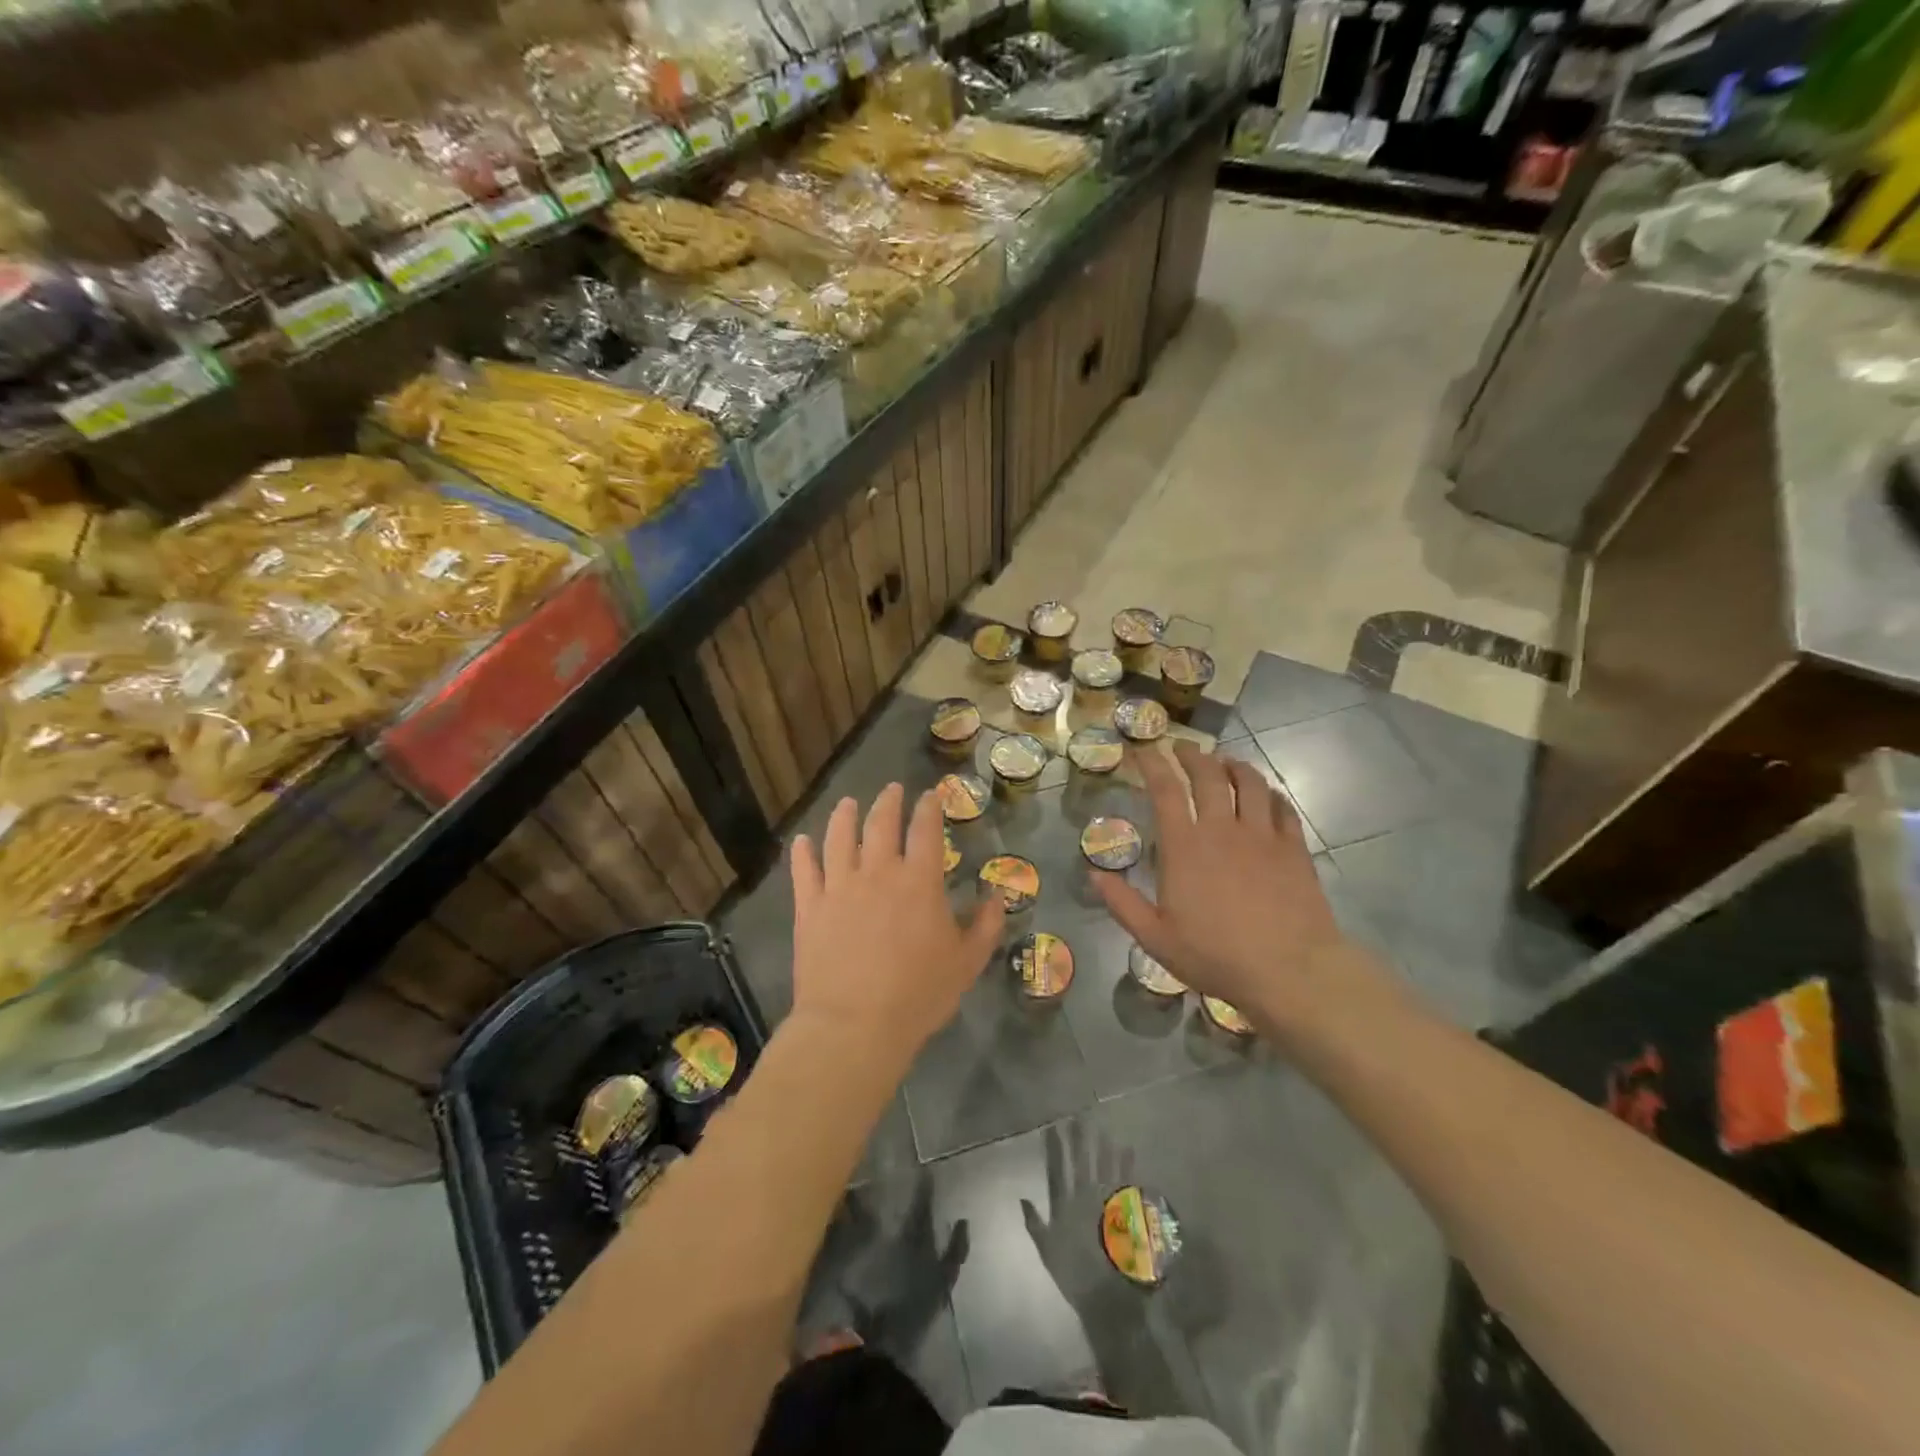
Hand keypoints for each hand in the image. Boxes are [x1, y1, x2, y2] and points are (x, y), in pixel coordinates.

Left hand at [790, 784, 1004, 1057]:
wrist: (855, 1025)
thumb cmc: (918, 995)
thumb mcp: (967, 963)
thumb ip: (986, 925)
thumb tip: (998, 893)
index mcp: (919, 881)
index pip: (926, 830)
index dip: (929, 807)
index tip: (931, 795)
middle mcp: (878, 871)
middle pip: (881, 823)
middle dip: (889, 801)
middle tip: (893, 789)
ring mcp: (839, 886)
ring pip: (839, 836)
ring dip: (845, 815)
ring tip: (848, 803)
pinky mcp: (810, 906)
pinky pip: (804, 869)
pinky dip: (803, 851)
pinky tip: (803, 841)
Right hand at [1020, 1123, 1197, 1416]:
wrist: (1106, 1297)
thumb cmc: (1074, 1275)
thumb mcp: (1047, 1250)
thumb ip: (1035, 1223)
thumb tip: (1022, 1198)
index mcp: (1066, 1205)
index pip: (1058, 1168)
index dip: (1056, 1147)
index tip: (1053, 1126)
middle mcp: (1086, 1197)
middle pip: (1083, 1161)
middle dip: (1081, 1138)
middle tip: (1080, 1117)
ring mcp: (1108, 1202)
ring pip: (1105, 1165)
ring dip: (1103, 1145)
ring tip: (1103, 1127)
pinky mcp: (1126, 1212)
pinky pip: (1127, 1181)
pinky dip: (1128, 1165)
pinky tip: (1129, 1149)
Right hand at [1093, 742, 1352, 1030]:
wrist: (1289, 971)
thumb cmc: (1215, 956)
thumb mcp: (1155, 938)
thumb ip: (1121, 902)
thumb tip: (1093, 872)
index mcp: (1184, 846)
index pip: (1165, 789)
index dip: (1152, 763)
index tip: (1143, 749)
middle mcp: (1222, 829)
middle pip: (1208, 775)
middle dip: (1192, 755)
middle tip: (1183, 748)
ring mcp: (1262, 835)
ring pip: (1250, 783)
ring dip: (1234, 766)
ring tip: (1226, 762)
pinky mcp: (1294, 848)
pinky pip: (1283, 808)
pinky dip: (1271, 794)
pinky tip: (1267, 796)